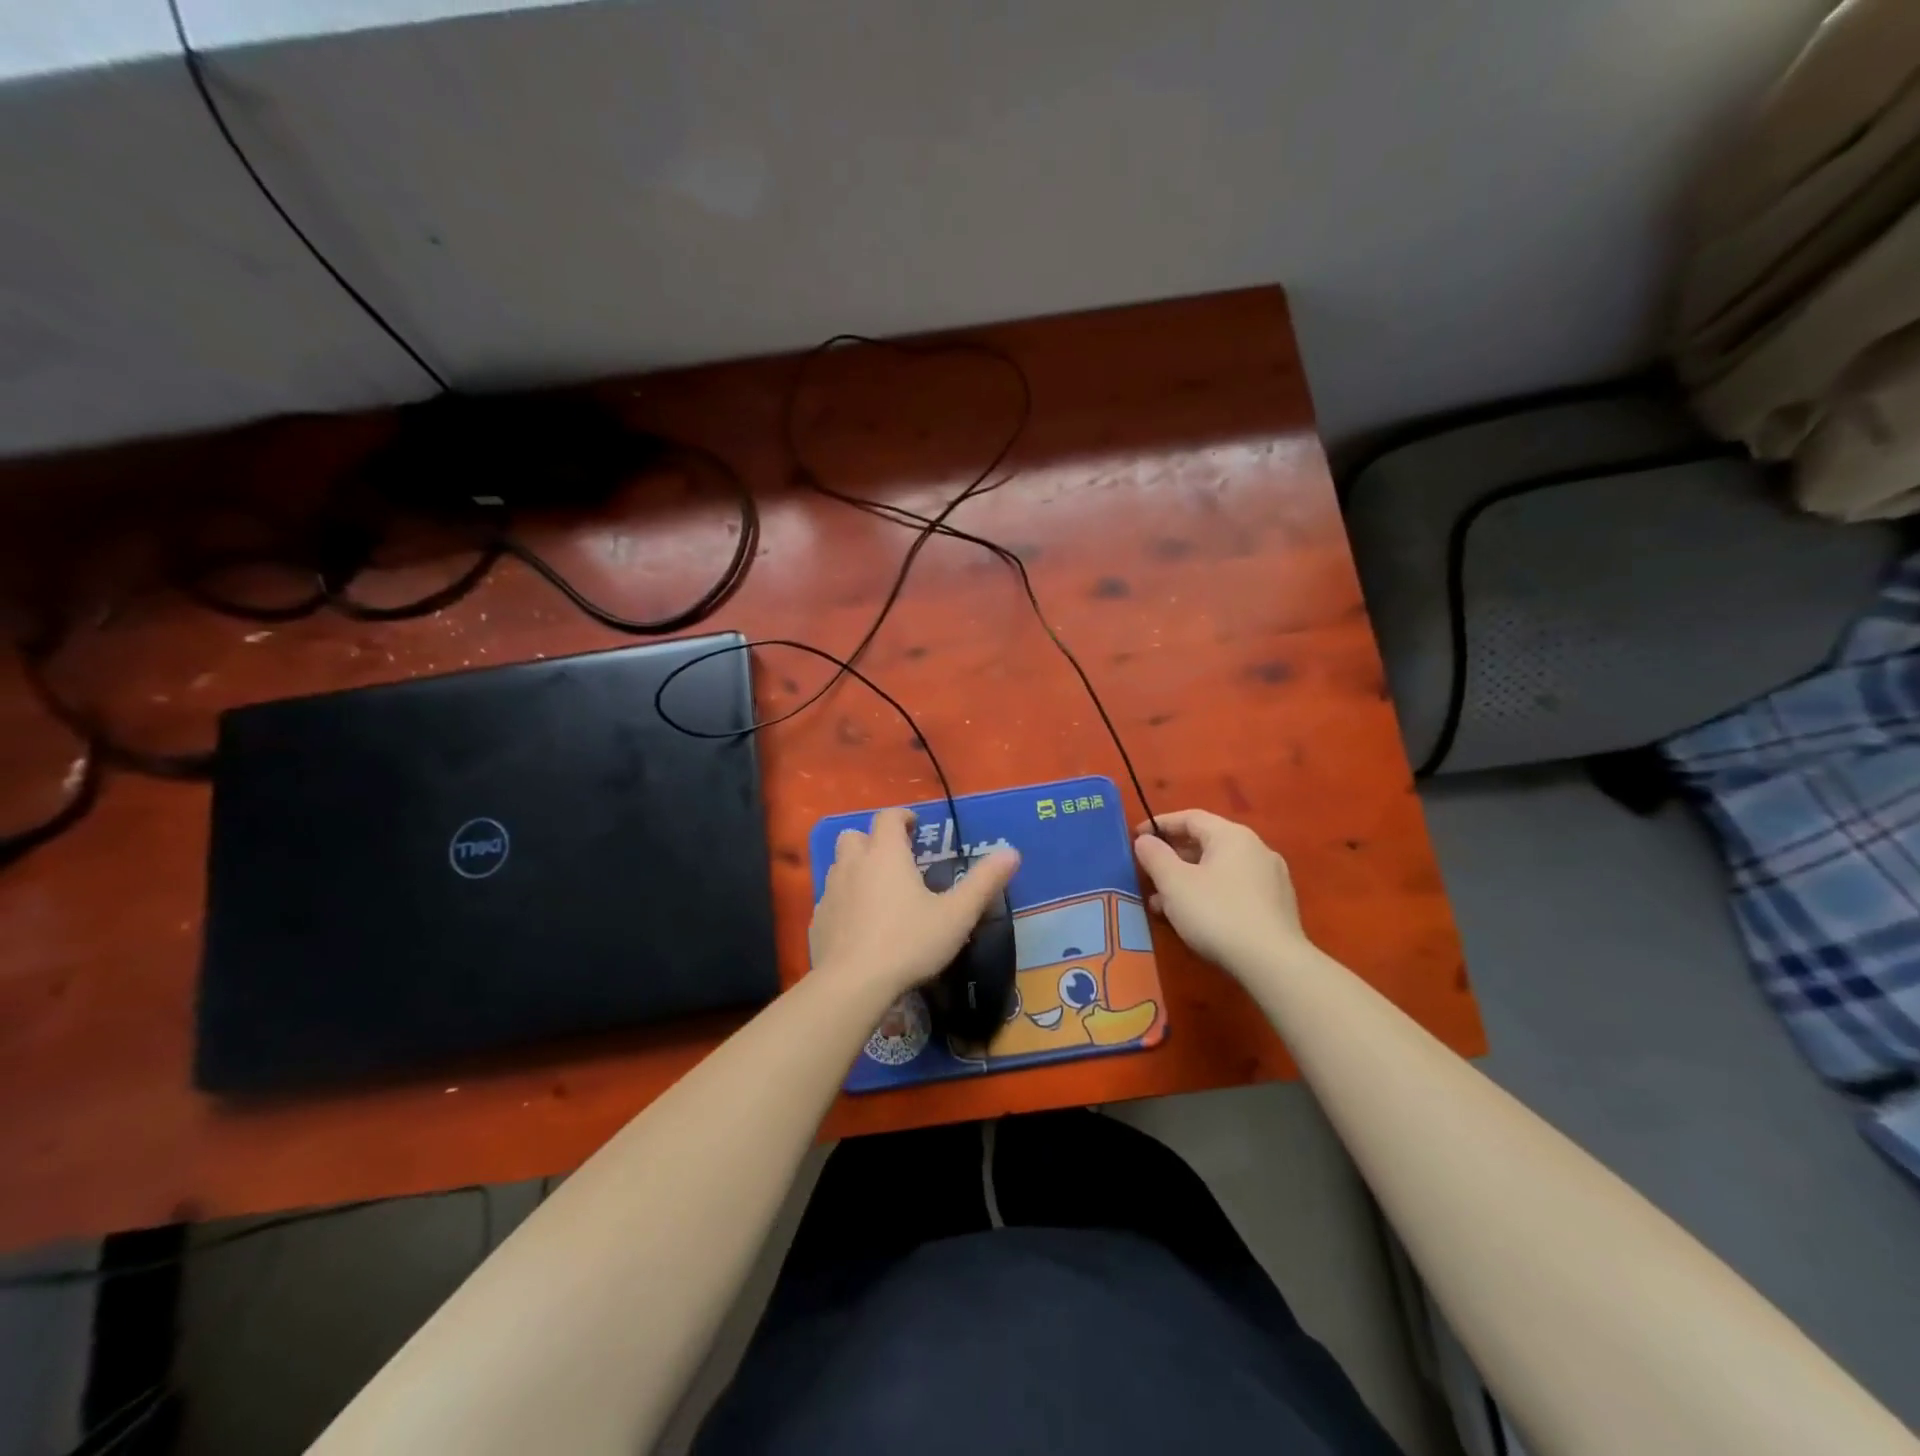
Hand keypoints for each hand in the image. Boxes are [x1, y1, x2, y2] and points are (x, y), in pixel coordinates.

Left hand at [809, 808, 1020, 1002]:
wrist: (852, 984)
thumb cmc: (908, 942)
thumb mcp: (957, 914)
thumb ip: (984, 882)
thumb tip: (1012, 852)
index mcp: (886, 855)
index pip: (888, 818)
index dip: (902, 817)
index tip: (915, 826)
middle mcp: (853, 865)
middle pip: (855, 836)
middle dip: (873, 840)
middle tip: (895, 859)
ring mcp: (831, 893)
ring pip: (839, 866)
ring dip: (857, 869)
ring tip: (879, 891)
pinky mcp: (817, 921)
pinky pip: (831, 899)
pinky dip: (845, 901)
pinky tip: (860, 925)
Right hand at [1133, 809, 1309, 972]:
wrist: (1273, 963)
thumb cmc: (1217, 914)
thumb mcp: (1174, 883)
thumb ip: (1155, 856)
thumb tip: (1145, 840)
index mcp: (1232, 836)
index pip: (1190, 817)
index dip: (1159, 825)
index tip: (1136, 839)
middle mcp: (1256, 849)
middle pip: (1206, 843)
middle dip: (1172, 858)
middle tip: (1148, 875)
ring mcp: (1271, 878)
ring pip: (1219, 869)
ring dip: (1188, 881)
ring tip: (1163, 905)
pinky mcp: (1277, 906)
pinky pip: (1234, 889)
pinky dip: (1209, 895)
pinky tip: (1194, 919)